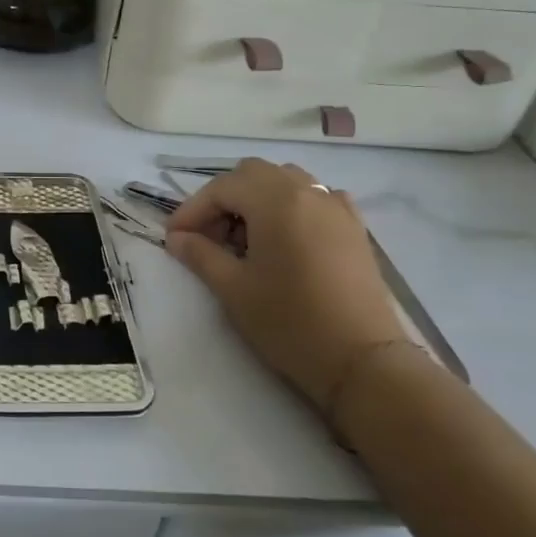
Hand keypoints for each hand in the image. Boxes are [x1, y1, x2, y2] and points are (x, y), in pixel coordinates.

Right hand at [165, 159, 406, 409]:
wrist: (361, 361)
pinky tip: (284, 238)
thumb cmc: (289, 322)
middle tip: (207, 236)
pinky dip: (290, 207)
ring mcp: (336, 207)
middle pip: (253, 174)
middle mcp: (307, 192)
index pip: (222, 188)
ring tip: (243, 239)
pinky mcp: (354, 228)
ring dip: (256, 200)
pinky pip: (314, 198)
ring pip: (285, 181)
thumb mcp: (233, 289)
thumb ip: (201, 255)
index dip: (192, 209)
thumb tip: (177, 238)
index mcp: (275, 202)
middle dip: (223, 199)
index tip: (173, 238)